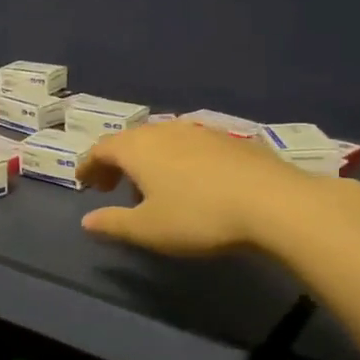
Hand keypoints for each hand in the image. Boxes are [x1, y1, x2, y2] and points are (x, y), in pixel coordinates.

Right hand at [75, 120, 359, 257]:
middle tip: (113, 186)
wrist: (275, 203)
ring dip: (148, 160)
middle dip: (117, 162)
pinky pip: (190, 145)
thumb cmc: (199, 216)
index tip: (84, 183)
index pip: (100, 149)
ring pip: (162, 140)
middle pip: (130, 140)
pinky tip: (192, 182)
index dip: (88, 165)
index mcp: (137, 148)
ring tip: (152, 187)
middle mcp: (164, 130)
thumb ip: (113, 223)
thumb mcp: (148, 229)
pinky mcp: (231, 139)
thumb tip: (86, 221)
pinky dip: (178, 159)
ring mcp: (200, 130)